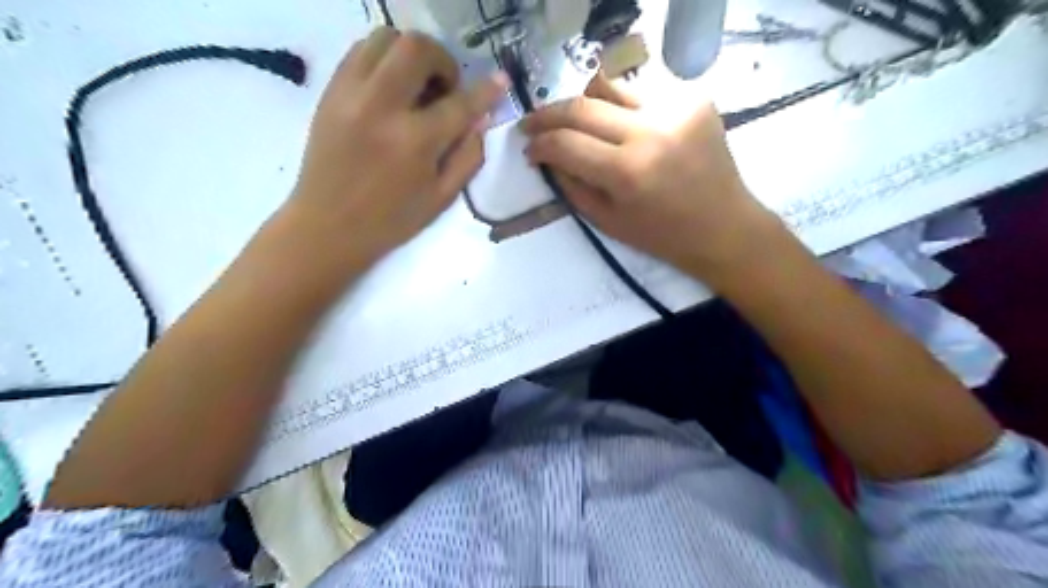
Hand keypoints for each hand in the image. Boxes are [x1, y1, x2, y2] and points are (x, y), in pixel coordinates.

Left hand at [289, 28, 506, 262]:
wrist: (328, 226)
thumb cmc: (391, 220)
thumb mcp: (442, 198)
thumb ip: (468, 156)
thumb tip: (480, 120)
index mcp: (415, 142)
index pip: (460, 104)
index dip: (486, 90)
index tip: (500, 80)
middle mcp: (382, 108)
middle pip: (417, 49)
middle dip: (442, 61)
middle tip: (446, 88)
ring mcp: (350, 94)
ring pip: (385, 38)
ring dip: (411, 54)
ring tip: (417, 84)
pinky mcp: (330, 92)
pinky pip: (360, 51)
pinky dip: (384, 58)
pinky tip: (391, 86)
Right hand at [521, 74, 775, 284]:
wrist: (723, 226)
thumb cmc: (662, 236)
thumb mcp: (607, 222)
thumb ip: (571, 185)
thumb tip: (546, 156)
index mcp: (627, 172)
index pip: (566, 143)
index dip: (539, 143)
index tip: (528, 148)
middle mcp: (651, 131)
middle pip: (582, 105)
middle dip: (548, 114)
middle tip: (533, 123)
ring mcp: (677, 108)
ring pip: (610, 85)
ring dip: (584, 102)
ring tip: (576, 121)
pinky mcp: (695, 98)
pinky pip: (642, 90)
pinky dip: (621, 105)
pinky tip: (620, 125)